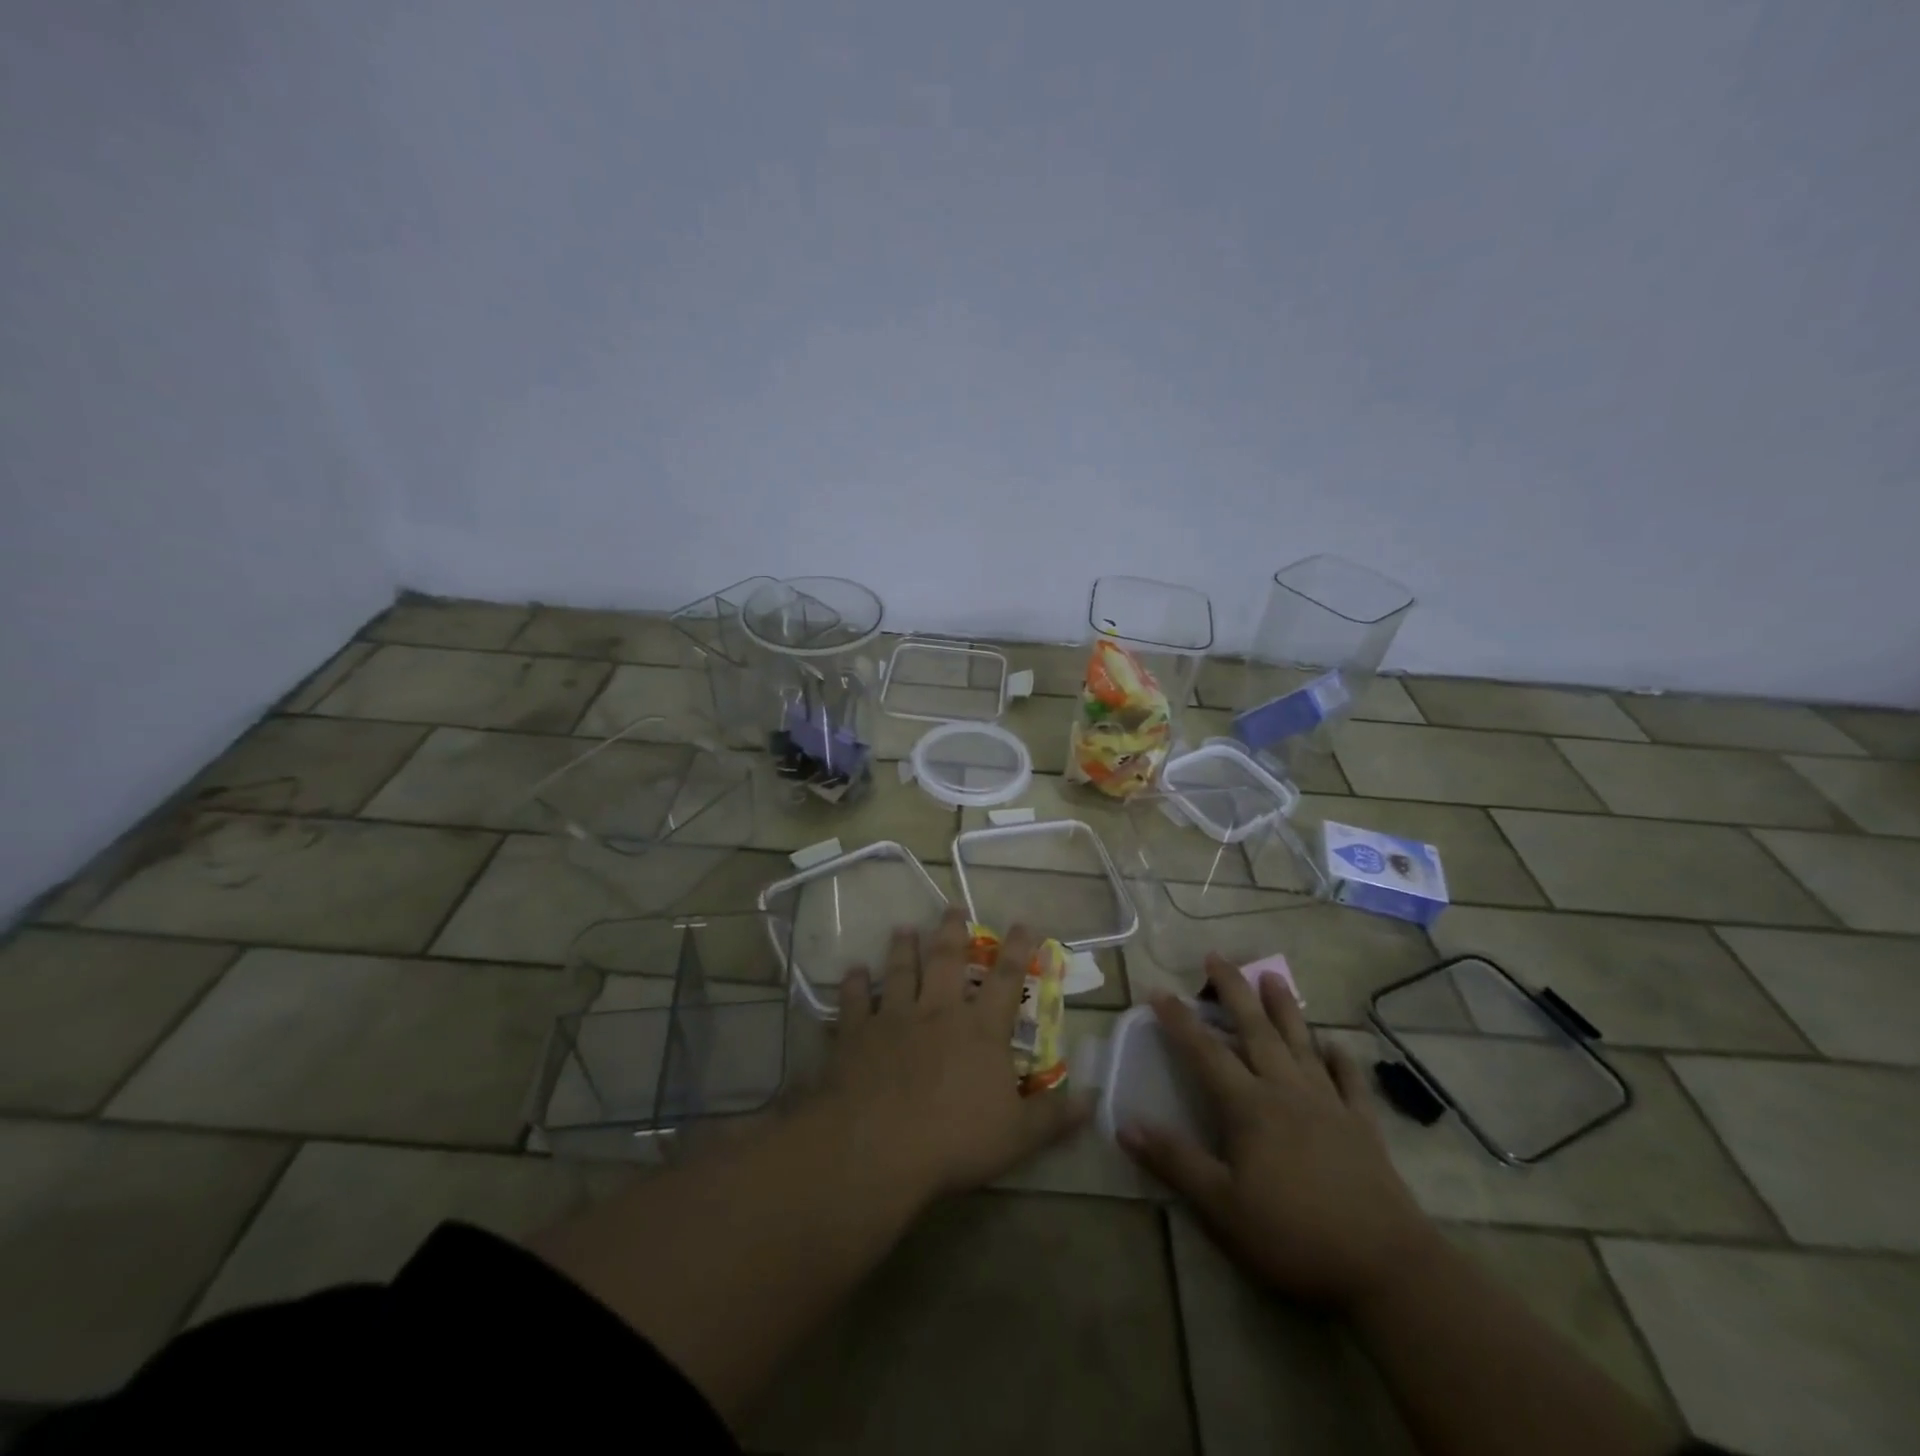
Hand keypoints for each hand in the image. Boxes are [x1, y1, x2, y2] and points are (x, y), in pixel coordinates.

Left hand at [816, 908, 1090, 1202]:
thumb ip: (1056, 1116)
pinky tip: (852, 970)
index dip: (1017, 948)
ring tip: (904, 928)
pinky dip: (852, 984)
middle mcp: (938, 1011)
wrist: (876, 1147)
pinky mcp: (856, 1032)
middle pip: (947, 960)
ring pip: (900, 971)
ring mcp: (894, 1017)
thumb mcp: (1019, 1137)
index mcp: (980, 1029)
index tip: (1023, 922)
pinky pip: (853, 1000)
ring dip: (903, 948)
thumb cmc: (955, 1142)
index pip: (1006, 979)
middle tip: (952, 907)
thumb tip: (1093, 1098)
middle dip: (953, 931)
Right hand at [1119, 954, 1439, 1313]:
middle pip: (1255, 1029)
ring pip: (1301, 1043)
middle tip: (1217, 956)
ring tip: (1273, 975)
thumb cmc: (1295, 1236)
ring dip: (1284, 1007)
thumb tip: (1125, 1123)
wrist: (1388, 1268)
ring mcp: (1329, 1104)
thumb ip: (1175, 1161)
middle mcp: (1286, 1090)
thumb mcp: (1222, 1207)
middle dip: (1233, 990)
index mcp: (1249, 1106)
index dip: (1179, 1020)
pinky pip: (1348, 1080)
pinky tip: (1334, 1044)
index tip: (1158, 989)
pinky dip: (1339, 1058)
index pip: (1205, 1051)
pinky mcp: (1362, 1126)